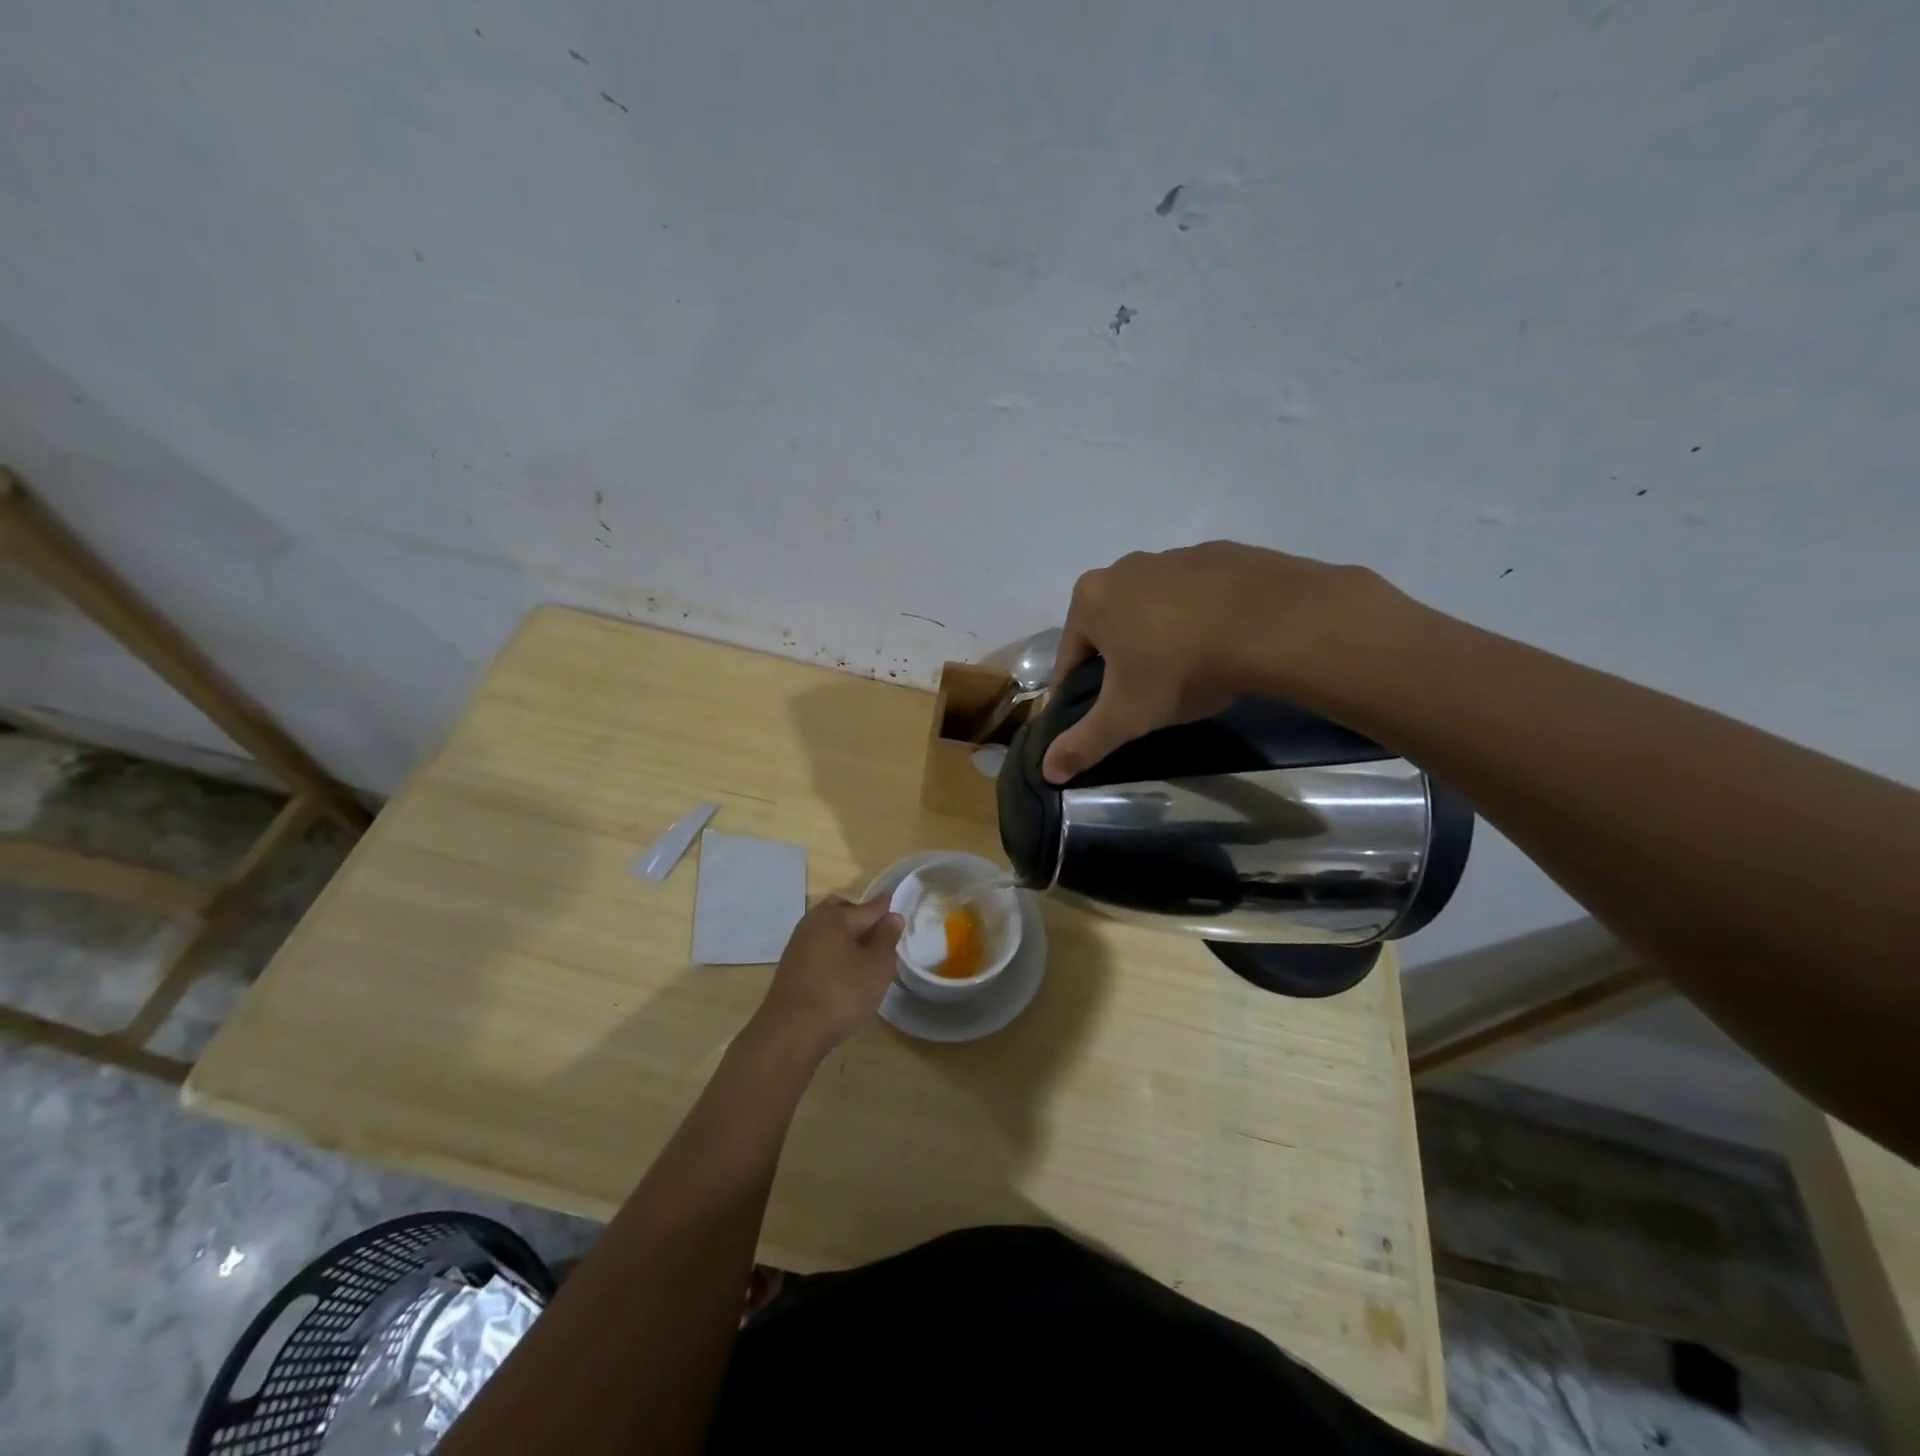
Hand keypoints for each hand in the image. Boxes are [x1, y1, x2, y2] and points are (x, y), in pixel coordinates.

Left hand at [755, 895, 903, 1052]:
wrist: (790, 1033)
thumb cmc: (841, 994)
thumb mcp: (876, 967)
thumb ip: (887, 939)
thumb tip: (892, 917)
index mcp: (833, 917)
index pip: (869, 907)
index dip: (887, 911)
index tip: (901, 913)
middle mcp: (812, 924)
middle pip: (842, 911)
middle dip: (862, 919)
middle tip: (881, 937)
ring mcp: (798, 946)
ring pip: (828, 931)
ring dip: (847, 937)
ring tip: (866, 958)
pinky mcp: (791, 968)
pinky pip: (819, 948)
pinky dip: (834, 952)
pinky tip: (844, 973)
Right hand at [1043, 542, 1403, 782]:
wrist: (1273, 622)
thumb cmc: (1180, 667)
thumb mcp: (1127, 716)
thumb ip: (1084, 743)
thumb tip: (1046, 772)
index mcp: (1091, 598)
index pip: (1070, 657)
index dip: (1079, 692)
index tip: (1100, 715)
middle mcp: (1126, 567)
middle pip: (1111, 628)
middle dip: (1121, 662)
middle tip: (1147, 697)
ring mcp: (1176, 556)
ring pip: (1154, 609)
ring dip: (1160, 638)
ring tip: (1188, 673)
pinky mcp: (1221, 554)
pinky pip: (1197, 596)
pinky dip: (1200, 619)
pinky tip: (1222, 645)